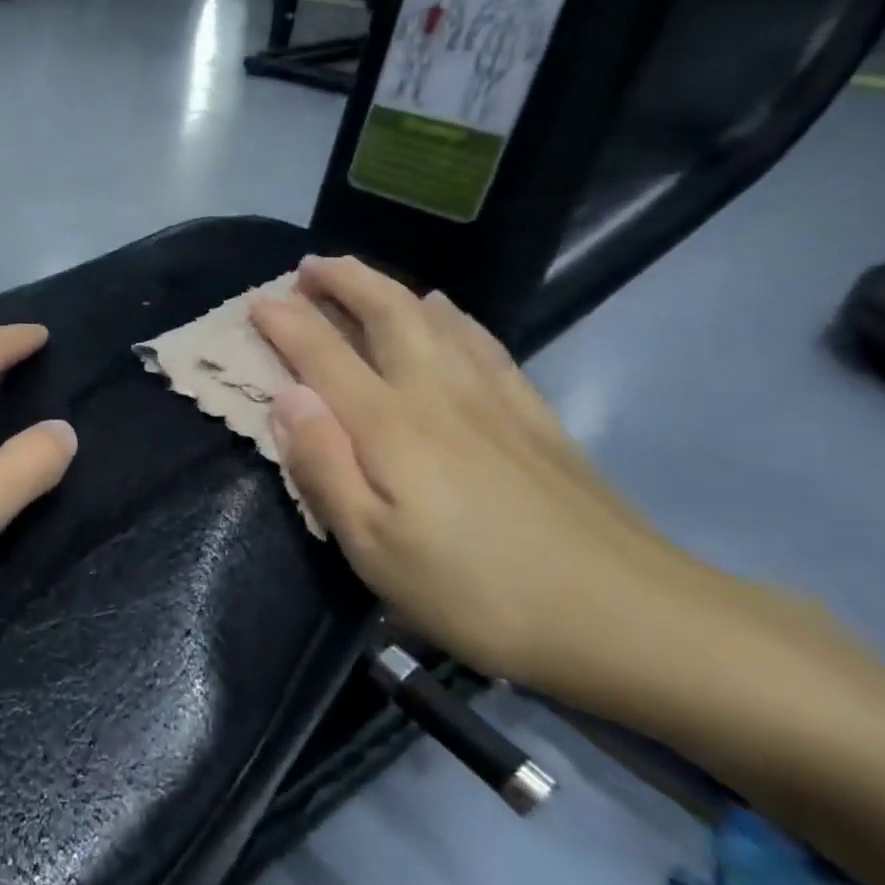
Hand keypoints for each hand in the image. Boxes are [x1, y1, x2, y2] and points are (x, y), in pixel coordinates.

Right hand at [249, 256, 696, 683]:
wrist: (628, 617)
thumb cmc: (475, 589)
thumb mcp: (373, 546)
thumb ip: (323, 465)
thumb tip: (286, 396)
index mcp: (389, 424)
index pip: (322, 354)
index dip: (285, 322)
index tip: (255, 301)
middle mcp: (437, 393)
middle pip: (386, 314)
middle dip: (343, 282)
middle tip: (308, 267)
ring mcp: (494, 399)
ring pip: (435, 318)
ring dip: (390, 288)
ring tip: (363, 278)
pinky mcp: (535, 416)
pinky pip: (483, 342)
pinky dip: (453, 315)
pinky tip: (448, 311)